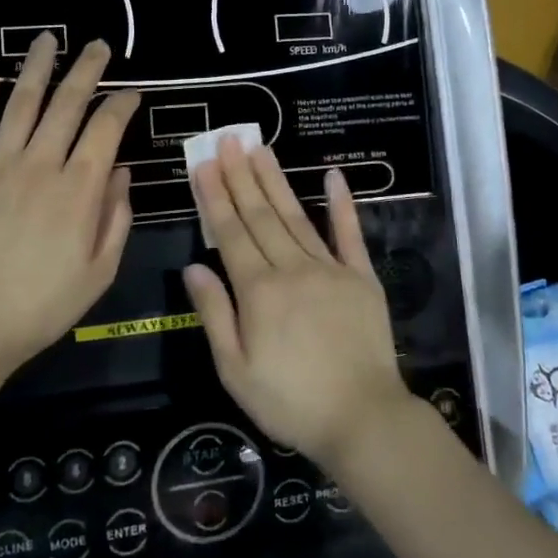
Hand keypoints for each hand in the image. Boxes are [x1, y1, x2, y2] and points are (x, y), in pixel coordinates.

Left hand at [0, 33, 139, 370]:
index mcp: (79, 189)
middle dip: (87, 70)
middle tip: (98, 45)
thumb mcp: (99, 272)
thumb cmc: (41, 306)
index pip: (106, 128)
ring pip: (21, 103)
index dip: (122, 104)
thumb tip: (119, 173)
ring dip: (37, 68)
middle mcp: (40, 164)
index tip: (133, 92)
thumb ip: (115, 218)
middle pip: (67, 104)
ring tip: (47, 39)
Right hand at [184, 141, 415, 467]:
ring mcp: (330, 269)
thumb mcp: (236, 371)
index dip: (215, 197)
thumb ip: (215, 315)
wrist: (363, 419)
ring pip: (296, 216)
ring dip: (276, 180)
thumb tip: (193, 268)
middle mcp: (292, 268)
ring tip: (261, 148)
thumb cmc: (290, 402)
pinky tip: (333, 175)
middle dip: (241, 176)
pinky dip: (341, 204)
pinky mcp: (362, 277)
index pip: (230, 233)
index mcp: (259, 291)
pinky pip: (349, 234)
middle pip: (261, 215)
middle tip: (229, 139)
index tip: (205, 164)